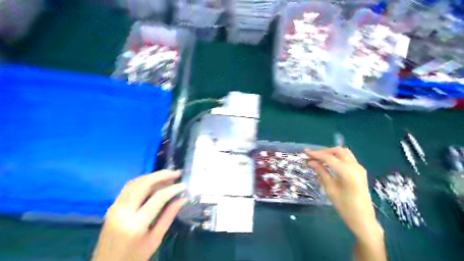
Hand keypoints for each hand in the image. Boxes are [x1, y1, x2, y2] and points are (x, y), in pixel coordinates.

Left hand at [91, 171, 186, 260]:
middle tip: (176, 173)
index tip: (184, 185)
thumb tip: (183, 198)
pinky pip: (128, 187)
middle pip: (144, 184)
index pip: (158, 198)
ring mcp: (114, 207)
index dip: (173, 189)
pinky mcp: (112, 206)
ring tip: (167, 175)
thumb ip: (169, 216)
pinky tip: (153, 181)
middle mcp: (122, 212)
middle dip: (162, 175)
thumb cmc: (135, 258)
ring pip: (135, 182)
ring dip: (152, 176)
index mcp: (135, 224)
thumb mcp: (155, 239)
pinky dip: (142, 181)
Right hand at [305, 146, 380, 240]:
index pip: (328, 157)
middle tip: (312, 156)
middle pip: (338, 151)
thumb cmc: (344, 206)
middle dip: (324, 151)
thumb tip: (311, 162)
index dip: (316, 154)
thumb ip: (321, 172)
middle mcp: (355, 166)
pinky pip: (348, 158)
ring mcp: (359, 168)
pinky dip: (338, 157)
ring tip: (320, 158)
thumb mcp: (330, 189)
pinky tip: (330, 163)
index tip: (305, 152)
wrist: (363, 219)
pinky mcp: (360, 171)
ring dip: (331, 153)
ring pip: (344, 152)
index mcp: (347, 172)